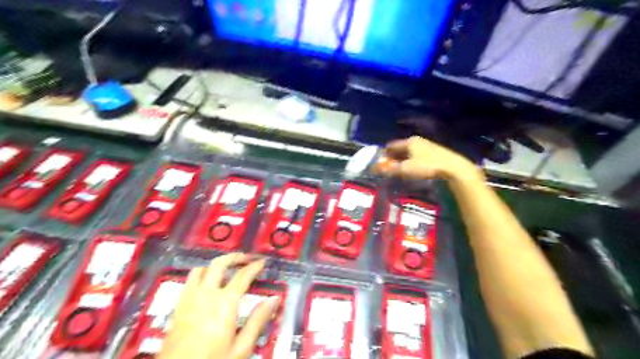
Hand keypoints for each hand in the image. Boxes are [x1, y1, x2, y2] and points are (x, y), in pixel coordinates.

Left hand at [157, 252, 280, 357]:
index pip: (242, 276)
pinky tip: (207, 284)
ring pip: (201, 269)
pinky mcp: (178, 307)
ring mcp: (189, 299)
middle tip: (247, 258)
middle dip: (235, 257)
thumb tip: (274, 299)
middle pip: (219, 264)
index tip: (263, 262)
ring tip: (227, 268)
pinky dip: (201, 274)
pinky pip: (189, 281)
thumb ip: (258, 321)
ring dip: (216, 264)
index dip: (254, 266)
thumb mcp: (241, 348)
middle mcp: (206, 295)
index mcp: (224, 303)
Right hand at [376, 136, 478, 183]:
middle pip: (400, 148)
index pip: (391, 145)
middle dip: (393, 157)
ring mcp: (426, 146)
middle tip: (388, 168)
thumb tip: (379, 170)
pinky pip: (417, 156)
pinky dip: (412, 161)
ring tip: (399, 170)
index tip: (380, 163)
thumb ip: (391, 170)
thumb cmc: (426, 166)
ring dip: (403, 160)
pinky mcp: (434, 153)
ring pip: (409, 152)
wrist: (453, 168)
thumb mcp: (406, 169)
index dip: (384, 154)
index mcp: (409, 141)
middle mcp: (417, 141)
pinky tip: (413, 169)